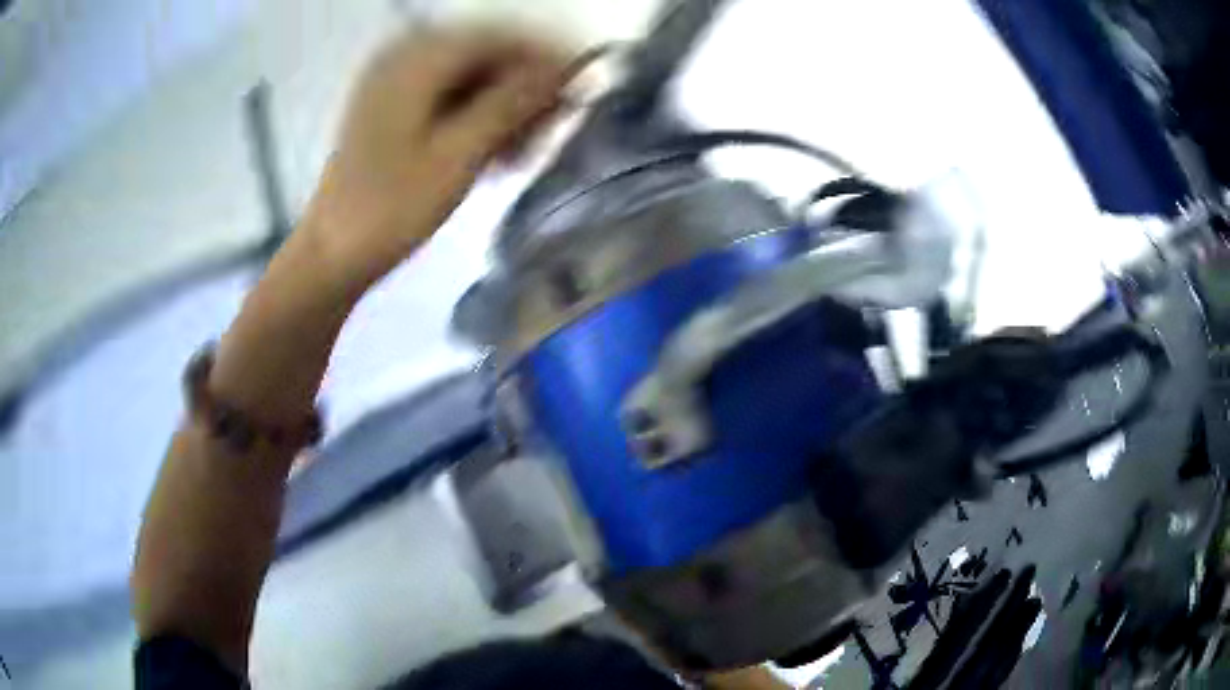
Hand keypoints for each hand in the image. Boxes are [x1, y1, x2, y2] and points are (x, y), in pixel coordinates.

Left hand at [301, 29, 573, 287]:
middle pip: (484, 57)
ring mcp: (395, 85)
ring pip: (470, 80)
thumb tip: (562, 71)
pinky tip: (496, 153)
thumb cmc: (391, 209)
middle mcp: (405, 59)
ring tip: (526, 151)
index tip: (580, 89)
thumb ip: (511, 104)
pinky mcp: (393, 111)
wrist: (333, 255)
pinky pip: (449, 100)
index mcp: (416, 61)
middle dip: (525, 89)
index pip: (498, 38)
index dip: (545, 58)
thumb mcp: (458, 155)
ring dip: (504, 108)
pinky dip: (477, 120)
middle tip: (554, 129)